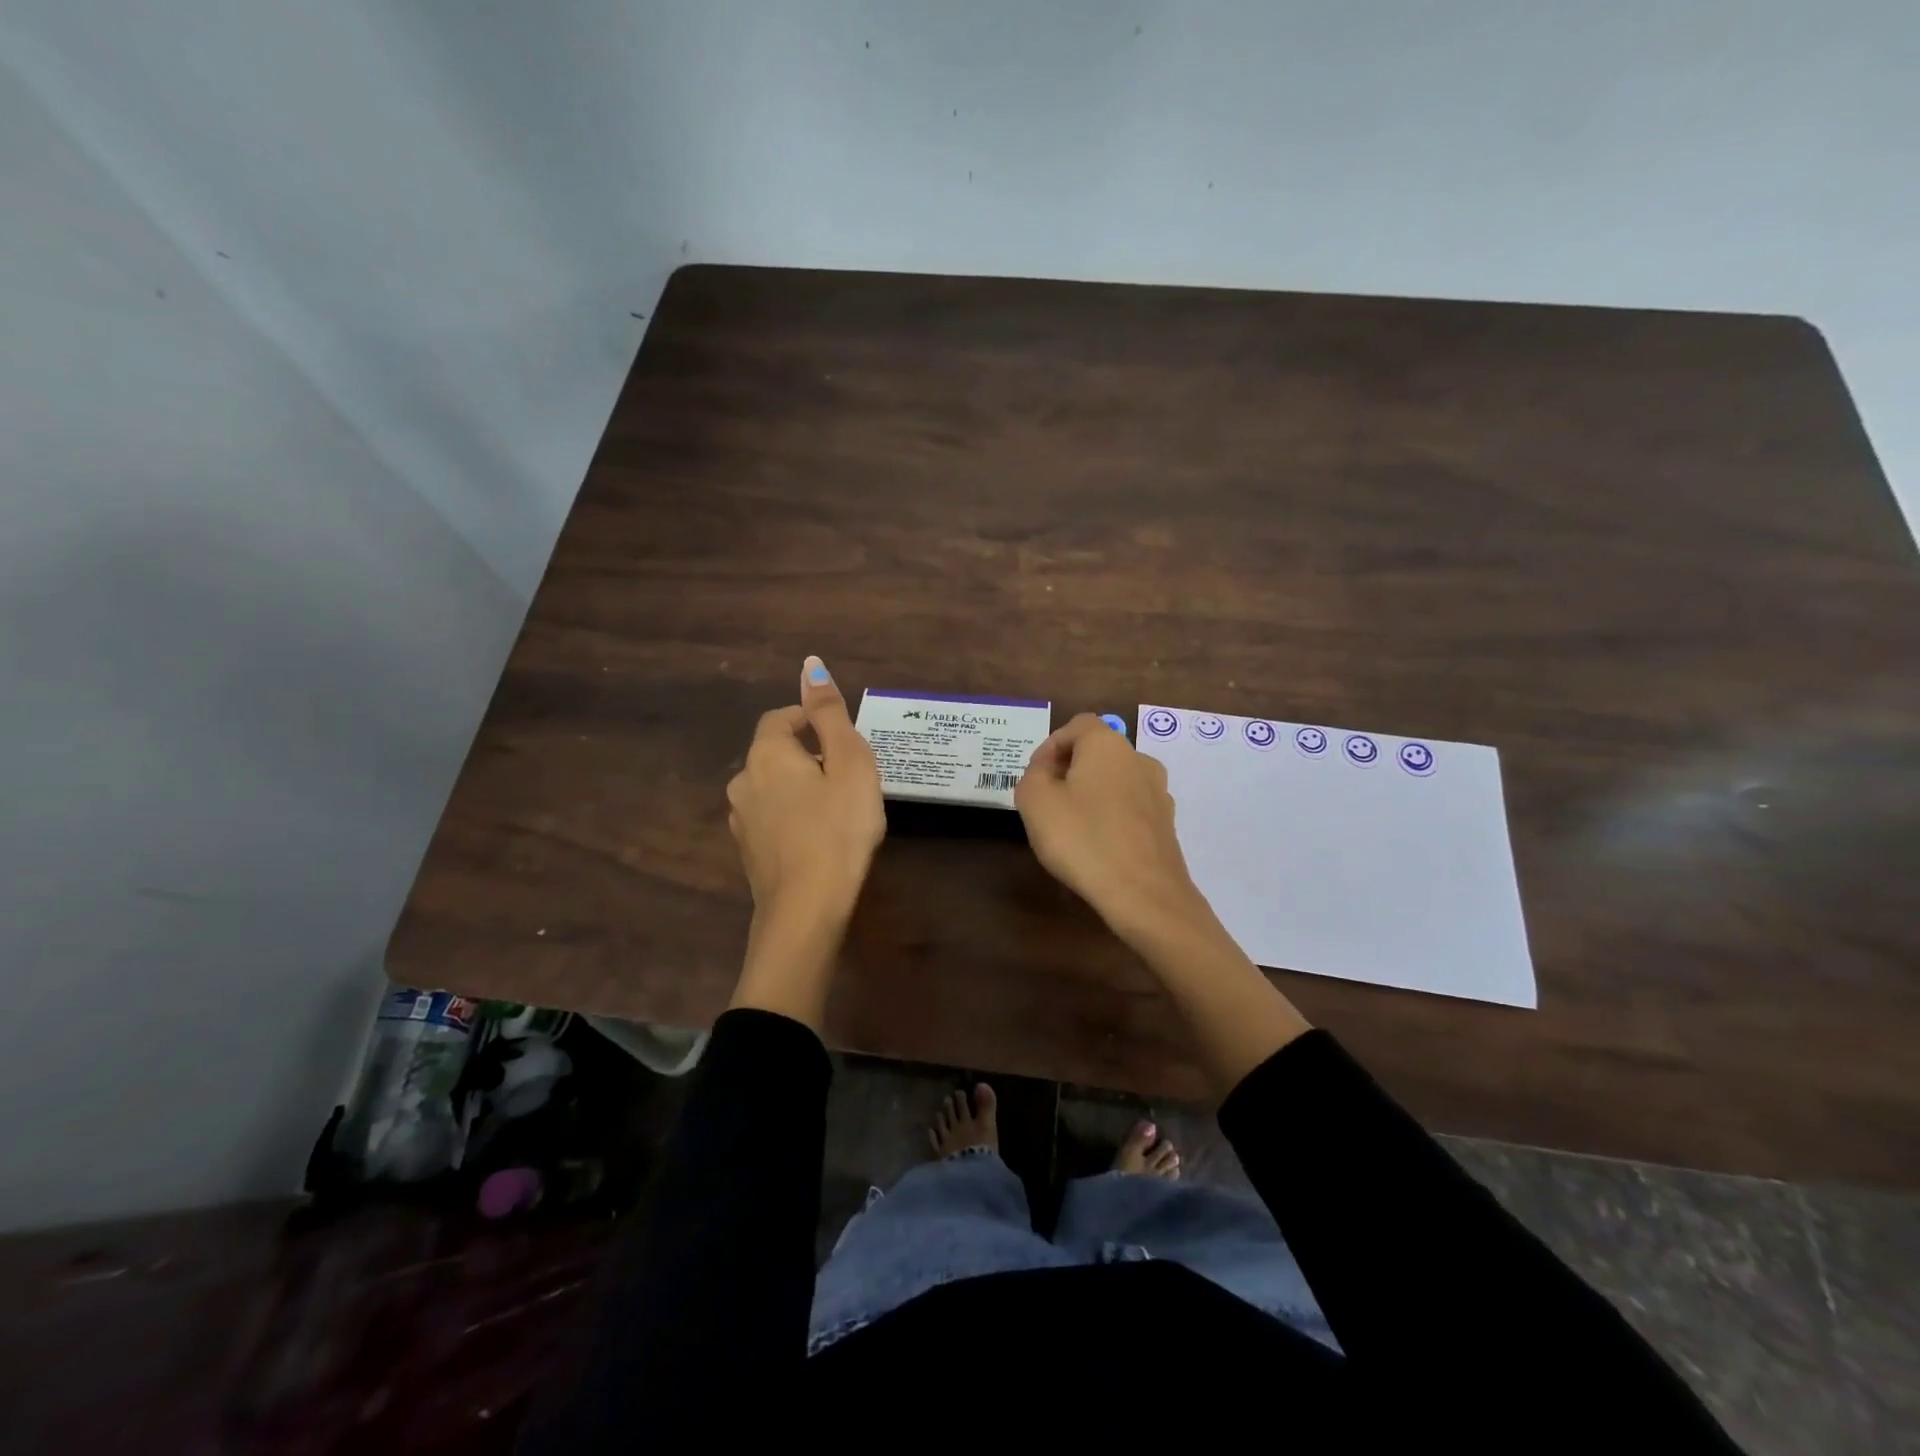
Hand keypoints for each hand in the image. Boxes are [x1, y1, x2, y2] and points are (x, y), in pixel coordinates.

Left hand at [725, 657, 884, 1029]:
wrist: (806, 909)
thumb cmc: (838, 828)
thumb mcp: (848, 763)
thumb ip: (830, 714)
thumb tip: (810, 665)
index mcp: (766, 754)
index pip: (780, 719)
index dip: (808, 720)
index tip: (840, 737)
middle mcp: (743, 781)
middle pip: (774, 754)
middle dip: (807, 755)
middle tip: (847, 775)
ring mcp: (741, 820)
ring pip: (771, 788)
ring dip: (798, 788)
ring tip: (836, 808)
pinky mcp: (748, 853)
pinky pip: (771, 819)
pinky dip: (791, 817)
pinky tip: (817, 837)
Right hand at [1015, 713, 1208, 944]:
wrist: (1145, 894)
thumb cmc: (1083, 839)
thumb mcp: (1035, 802)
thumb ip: (1032, 776)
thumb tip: (1046, 771)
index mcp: (1107, 744)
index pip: (1076, 726)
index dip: (1050, 746)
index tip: (1034, 777)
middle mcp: (1139, 759)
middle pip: (1097, 753)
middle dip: (1069, 771)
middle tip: (1046, 801)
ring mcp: (1158, 793)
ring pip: (1115, 782)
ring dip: (1091, 795)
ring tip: (1070, 826)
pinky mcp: (1166, 825)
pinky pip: (1130, 810)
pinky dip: (1111, 818)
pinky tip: (1097, 846)